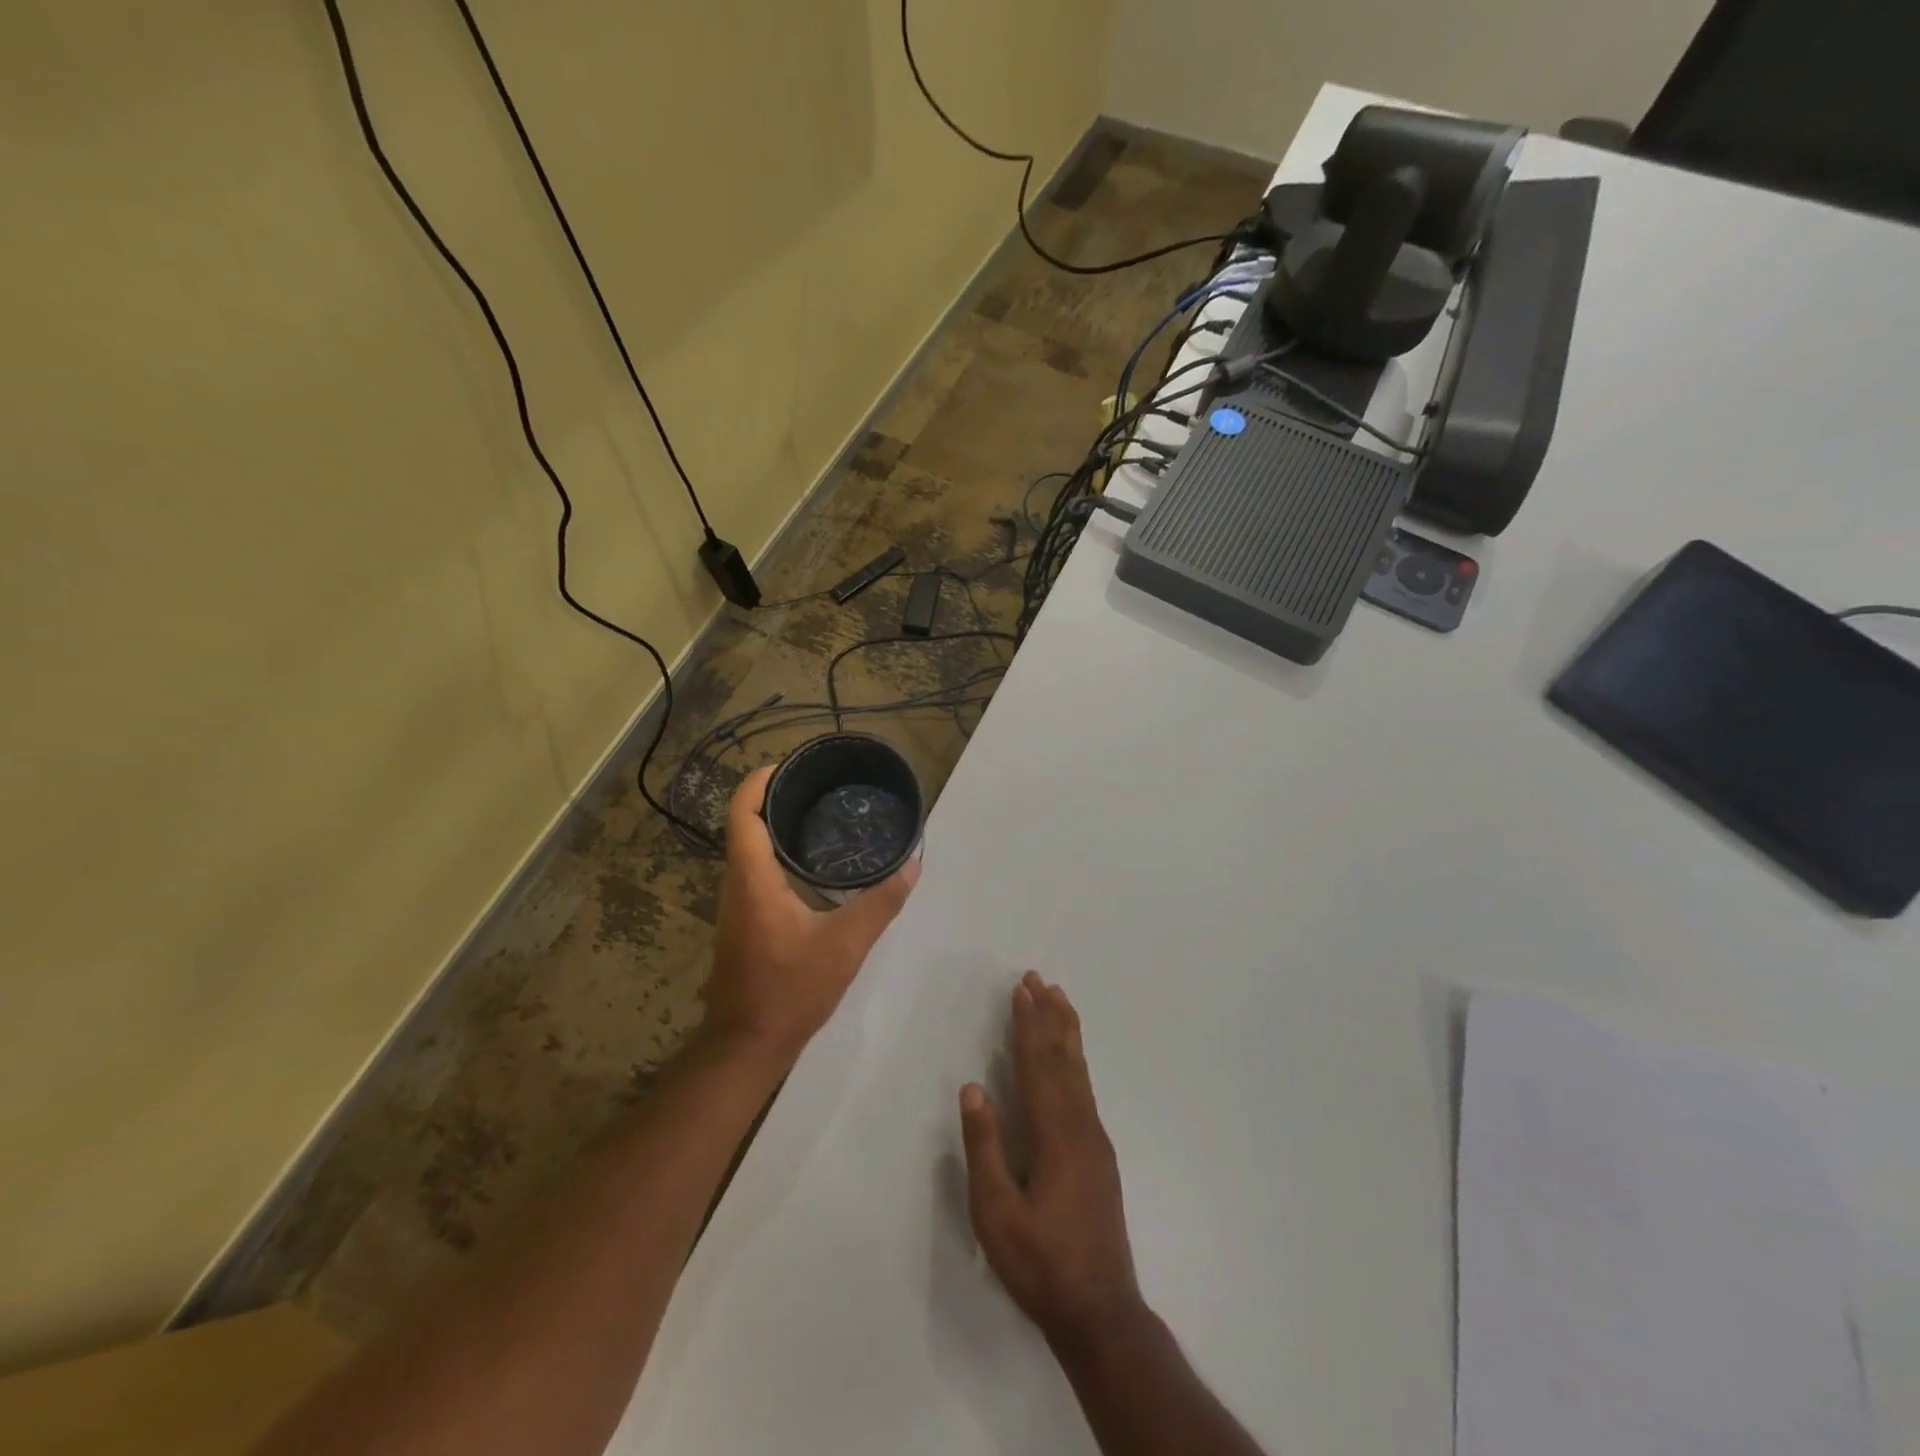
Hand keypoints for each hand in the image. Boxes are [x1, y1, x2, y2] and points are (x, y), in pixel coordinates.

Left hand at [703, 767, 919, 1067]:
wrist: (748, 1044)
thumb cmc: (791, 990)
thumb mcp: (846, 945)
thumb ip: (881, 903)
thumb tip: (912, 865)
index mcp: (753, 878)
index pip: (743, 812)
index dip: (759, 781)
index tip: (790, 766)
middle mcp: (736, 884)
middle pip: (744, 824)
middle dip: (774, 797)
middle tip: (818, 785)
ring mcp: (735, 905)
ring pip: (749, 849)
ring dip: (775, 826)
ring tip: (819, 815)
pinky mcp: (742, 923)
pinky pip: (754, 871)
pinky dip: (776, 853)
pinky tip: (810, 864)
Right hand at [960, 972, 1144, 1348]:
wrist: (1101, 1311)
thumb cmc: (1041, 1263)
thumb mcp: (996, 1213)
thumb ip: (985, 1148)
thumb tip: (973, 1088)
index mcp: (1055, 1134)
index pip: (1037, 1064)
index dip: (1028, 1024)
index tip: (1022, 989)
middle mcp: (1081, 1125)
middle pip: (1064, 1057)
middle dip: (1050, 1015)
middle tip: (1041, 979)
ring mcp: (1095, 1139)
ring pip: (1079, 1071)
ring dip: (1066, 1032)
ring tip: (1059, 1000)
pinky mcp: (1099, 1154)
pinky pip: (1085, 1088)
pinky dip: (1074, 1059)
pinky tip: (1069, 1060)